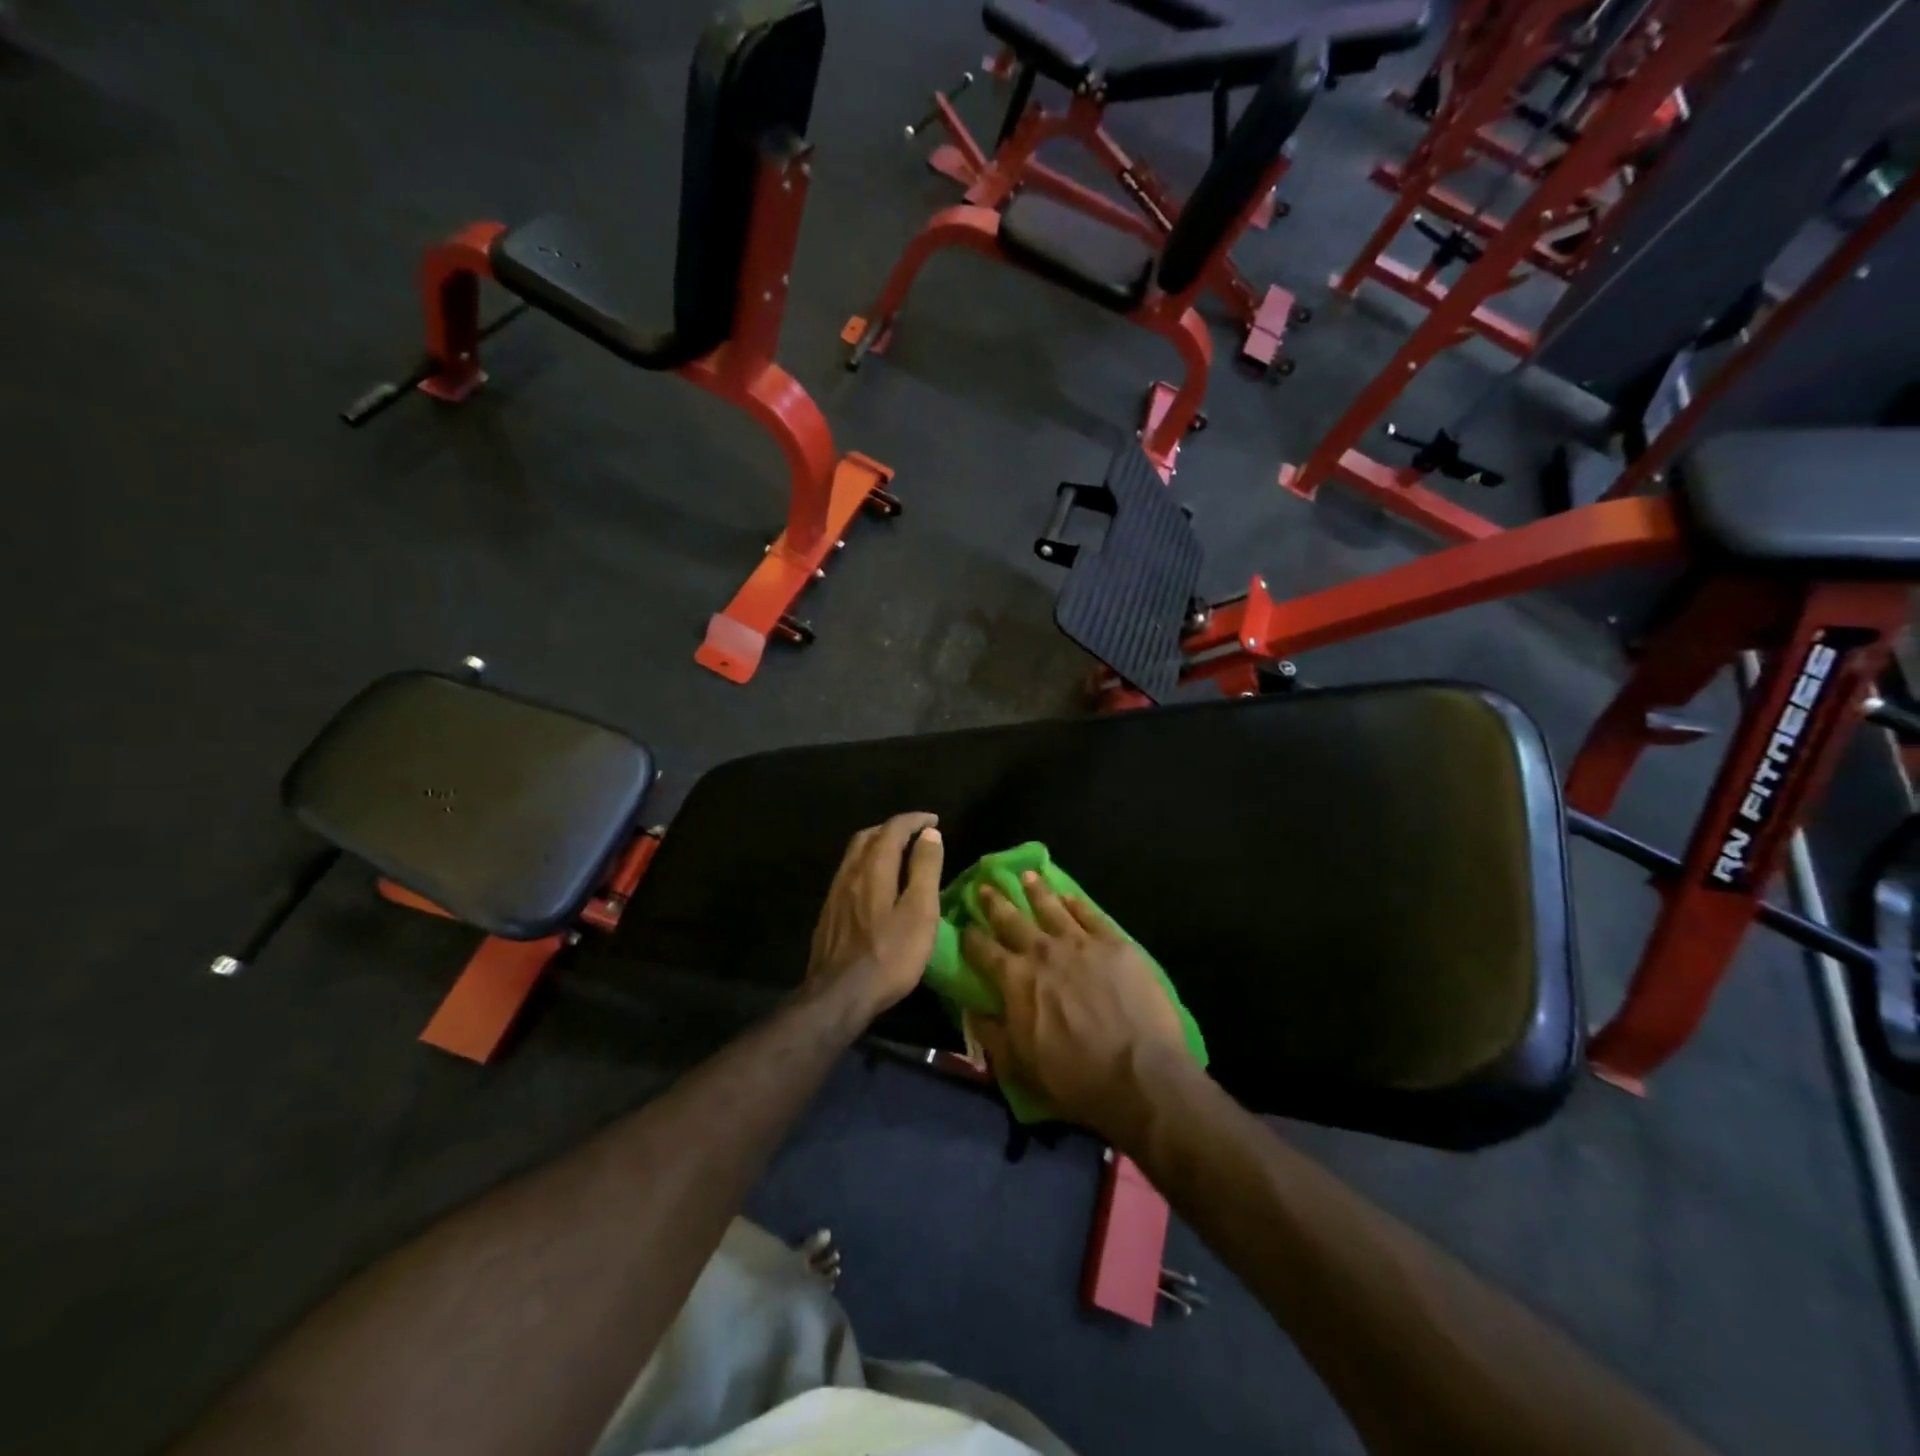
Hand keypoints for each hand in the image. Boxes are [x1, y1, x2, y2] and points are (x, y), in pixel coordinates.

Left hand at [805, 813, 944, 1022]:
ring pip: (854, 855)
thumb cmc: (889, 954)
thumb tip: (930, 834)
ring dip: (876, 846)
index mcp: (874, 868)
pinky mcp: (828, 914)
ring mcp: (835, 894)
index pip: (892, 829)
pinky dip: (865, 866)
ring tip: (897, 855)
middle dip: (892, 829)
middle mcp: (850, 873)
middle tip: (915, 835)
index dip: (914, 820)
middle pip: (867, 836)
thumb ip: (925, 869)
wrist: (839, 995)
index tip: (933, 821)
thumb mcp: (920, 911)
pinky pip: (848, 875)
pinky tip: (874, 886)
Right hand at [963, 873, 1191, 1142]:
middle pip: (1013, 919)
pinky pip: (1090, 914)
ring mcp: (1080, 943)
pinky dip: (1076, 902)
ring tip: (1027, 877)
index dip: (971, 936)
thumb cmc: (1074, 1077)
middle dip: (996, 902)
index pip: (983, 949)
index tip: (964, 924)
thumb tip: (970, 1010)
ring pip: (1051, 907)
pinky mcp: (1114, 943)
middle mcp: (1043, 951)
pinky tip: (1069, 896)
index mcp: (1015, 979)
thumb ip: (991, 1034)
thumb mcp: (1019, 1065)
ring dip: (1036, 891)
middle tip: (987, 884)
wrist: (1139, 1075)